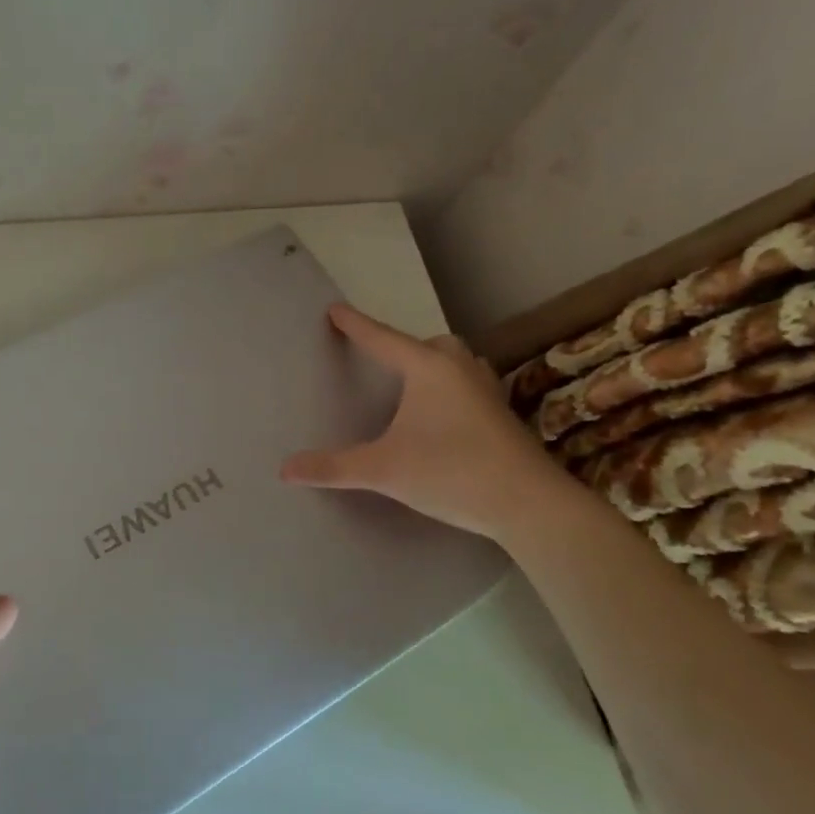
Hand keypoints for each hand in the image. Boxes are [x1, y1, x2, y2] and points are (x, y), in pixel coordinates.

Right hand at [279, 304, 571, 542]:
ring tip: (411, 385)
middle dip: (404, 346)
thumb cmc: (452, 472)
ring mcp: (485, 391)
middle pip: (429, 344)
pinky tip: (441, 415)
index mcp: (428, 369)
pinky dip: (450, 388)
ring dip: (432, 365)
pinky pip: (467, 384)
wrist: (529, 504)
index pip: (382, 340)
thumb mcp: (383, 470)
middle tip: (381, 361)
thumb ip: (333, 467)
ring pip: (456, 362)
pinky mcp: (500, 414)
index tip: (335, 309)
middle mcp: (459, 369)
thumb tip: (285, 469)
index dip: (355, 325)